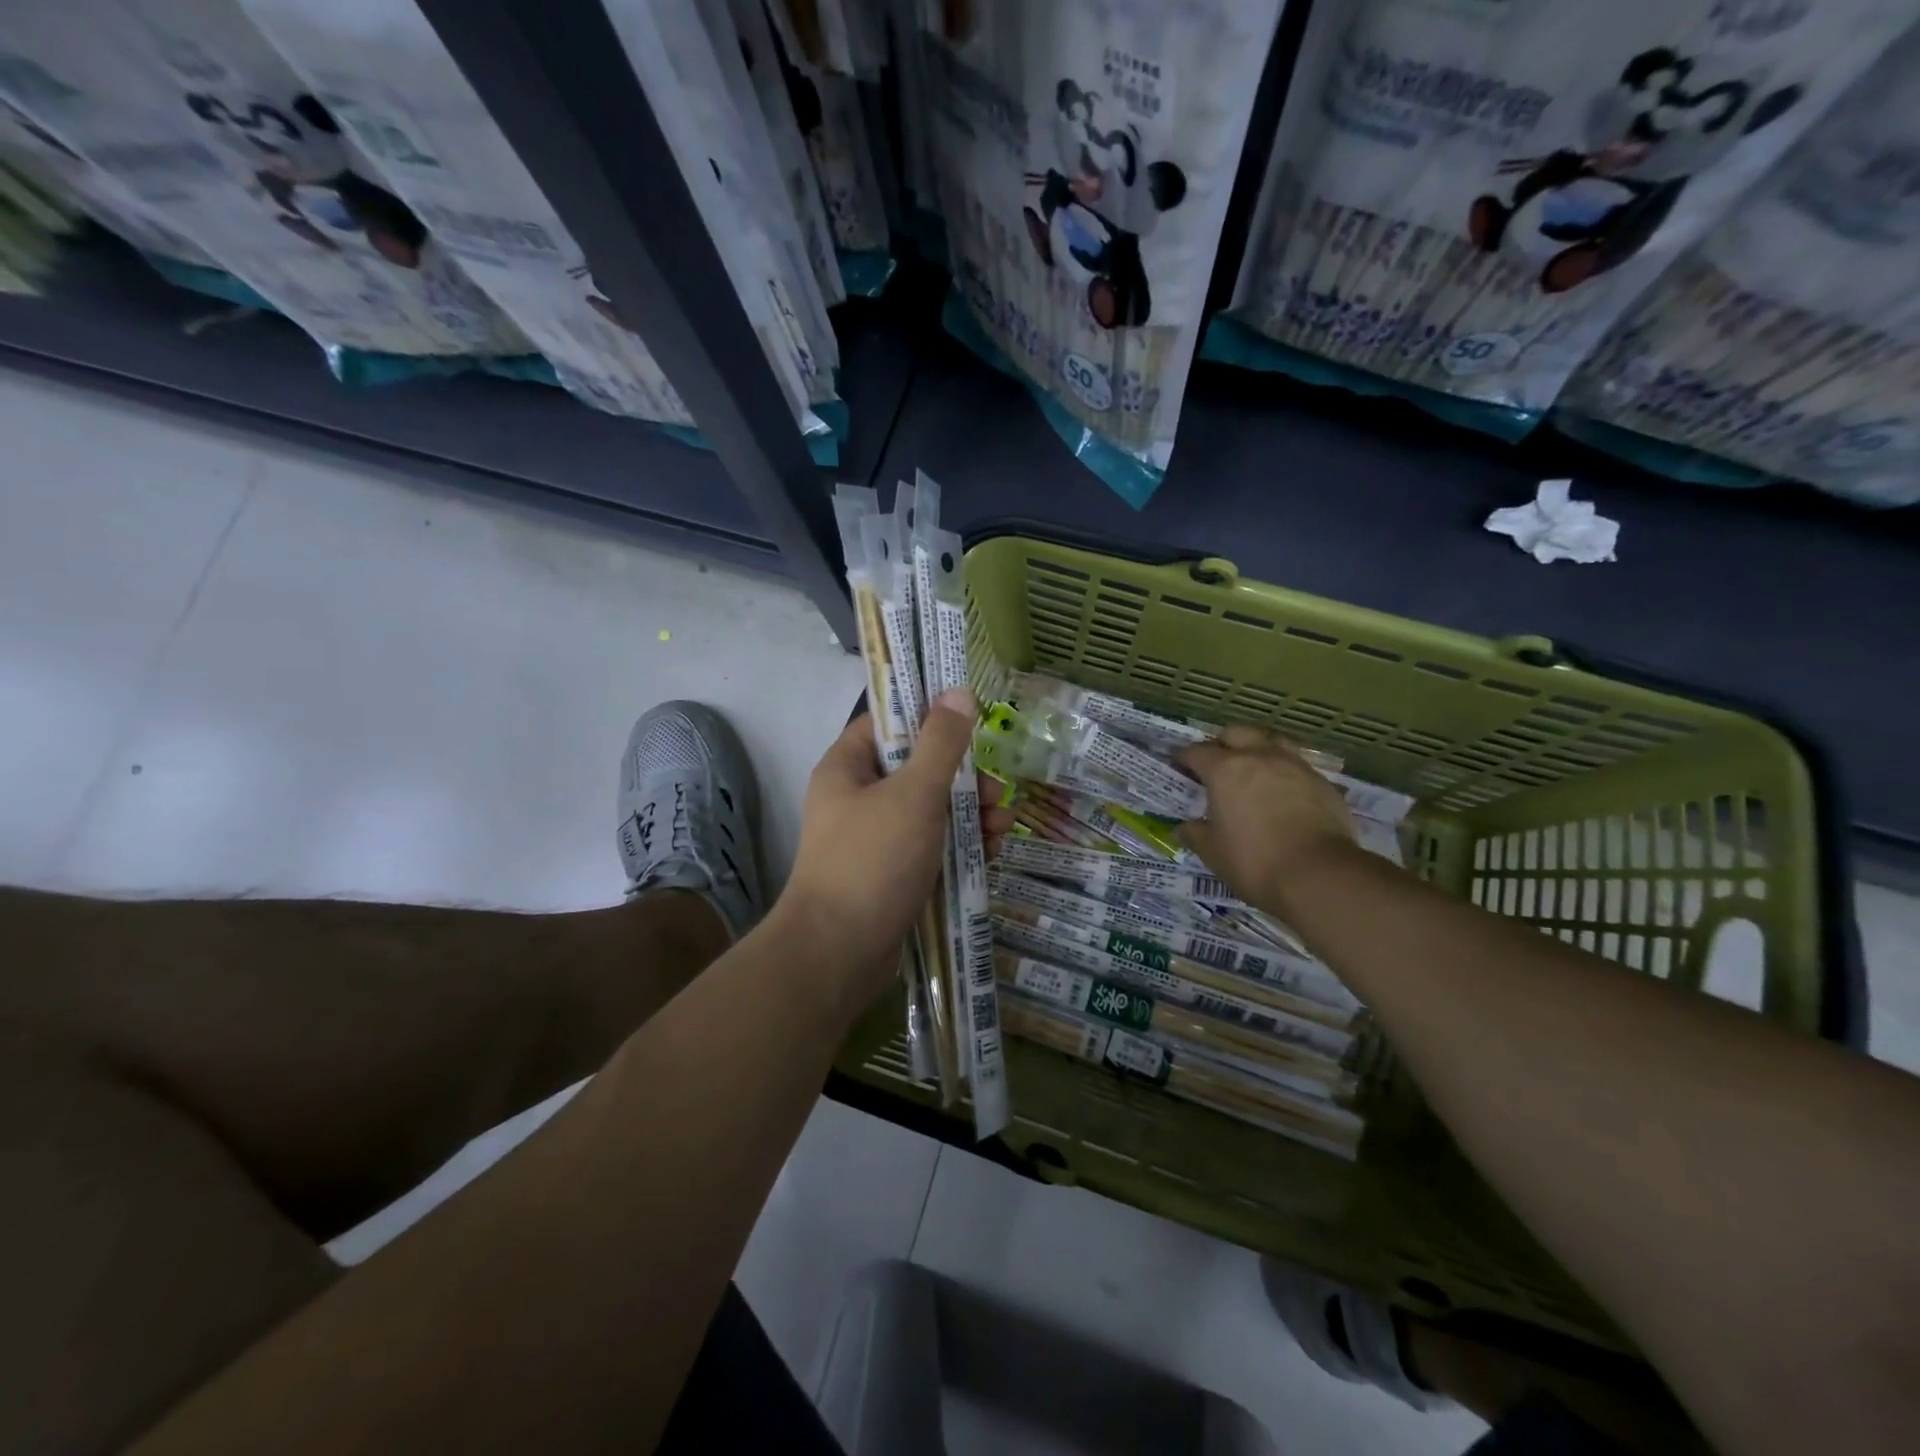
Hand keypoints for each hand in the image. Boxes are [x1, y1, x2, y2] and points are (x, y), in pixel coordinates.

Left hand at [778, 689, 1013, 1006]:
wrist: (839, 954)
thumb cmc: (873, 860)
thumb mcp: (914, 794)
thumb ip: (941, 743)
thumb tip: (958, 691)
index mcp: (848, 767)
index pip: (889, 723)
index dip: (929, 716)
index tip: (971, 720)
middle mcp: (858, 797)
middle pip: (919, 768)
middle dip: (964, 778)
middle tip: (997, 792)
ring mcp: (875, 838)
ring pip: (932, 810)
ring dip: (971, 814)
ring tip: (1003, 827)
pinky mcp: (892, 873)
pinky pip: (932, 846)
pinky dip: (961, 846)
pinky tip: (991, 854)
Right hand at [1177, 725, 1355, 915]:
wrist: (1320, 875)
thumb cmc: (1255, 861)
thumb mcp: (1213, 853)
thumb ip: (1196, 834)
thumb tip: (1184, 828)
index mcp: (1225, 770)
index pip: (1196, 752)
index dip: (1184, 758)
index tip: (1179, 767)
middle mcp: (1260, 757)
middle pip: (1237, 733)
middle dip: (1222, 744)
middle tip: (1217, 765)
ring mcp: (1295, 766)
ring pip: (1272, 742)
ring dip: (1258, 751)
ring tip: (1253, 772)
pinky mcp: (1323, 783)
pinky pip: (1297, 766)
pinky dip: (1284, 773)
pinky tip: (1283, 795)